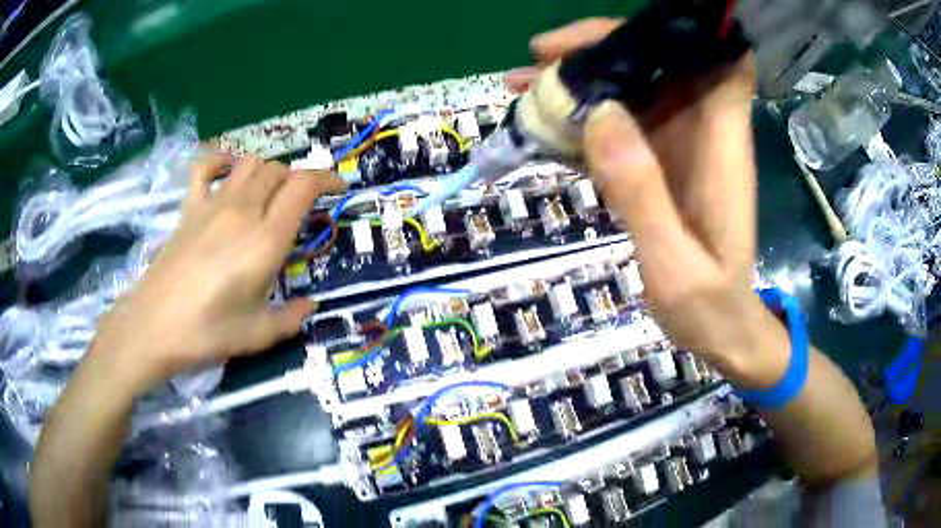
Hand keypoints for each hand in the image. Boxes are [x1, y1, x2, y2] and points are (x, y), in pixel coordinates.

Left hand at [92, 154, 344, 390]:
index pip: (303, 187)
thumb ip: (291, 317)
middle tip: (301, 204)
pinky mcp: (189, 208)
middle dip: (297, 180)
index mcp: (265, 239)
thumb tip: (310, 306)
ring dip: (267, 172)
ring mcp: (212, 204)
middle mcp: (242, 211)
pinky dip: (221, 162)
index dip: (326, 178)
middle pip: (278, 171)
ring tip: (269, 193)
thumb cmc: (208, 332)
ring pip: (250, 164)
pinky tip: (227, 172)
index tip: (338, 188)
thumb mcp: (259, 334)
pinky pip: (205, 168)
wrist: (154, 325)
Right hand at [510, 19, 781, 384]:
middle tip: (539, 56)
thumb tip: (599, 114)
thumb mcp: (674, 266)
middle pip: (660, 61)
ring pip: (634, 86)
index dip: (690, 32)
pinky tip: (544, 127)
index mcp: (721, 146)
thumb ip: (642, 194)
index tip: (635, 28)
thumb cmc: (709, 305)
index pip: (724, 63)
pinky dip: (584, 115)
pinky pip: (622, 121)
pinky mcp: (660, 161)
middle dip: (602, 46)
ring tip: (522, 86)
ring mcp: (680, 145)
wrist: (720, 329)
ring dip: (582, 78)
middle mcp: (704, 131)